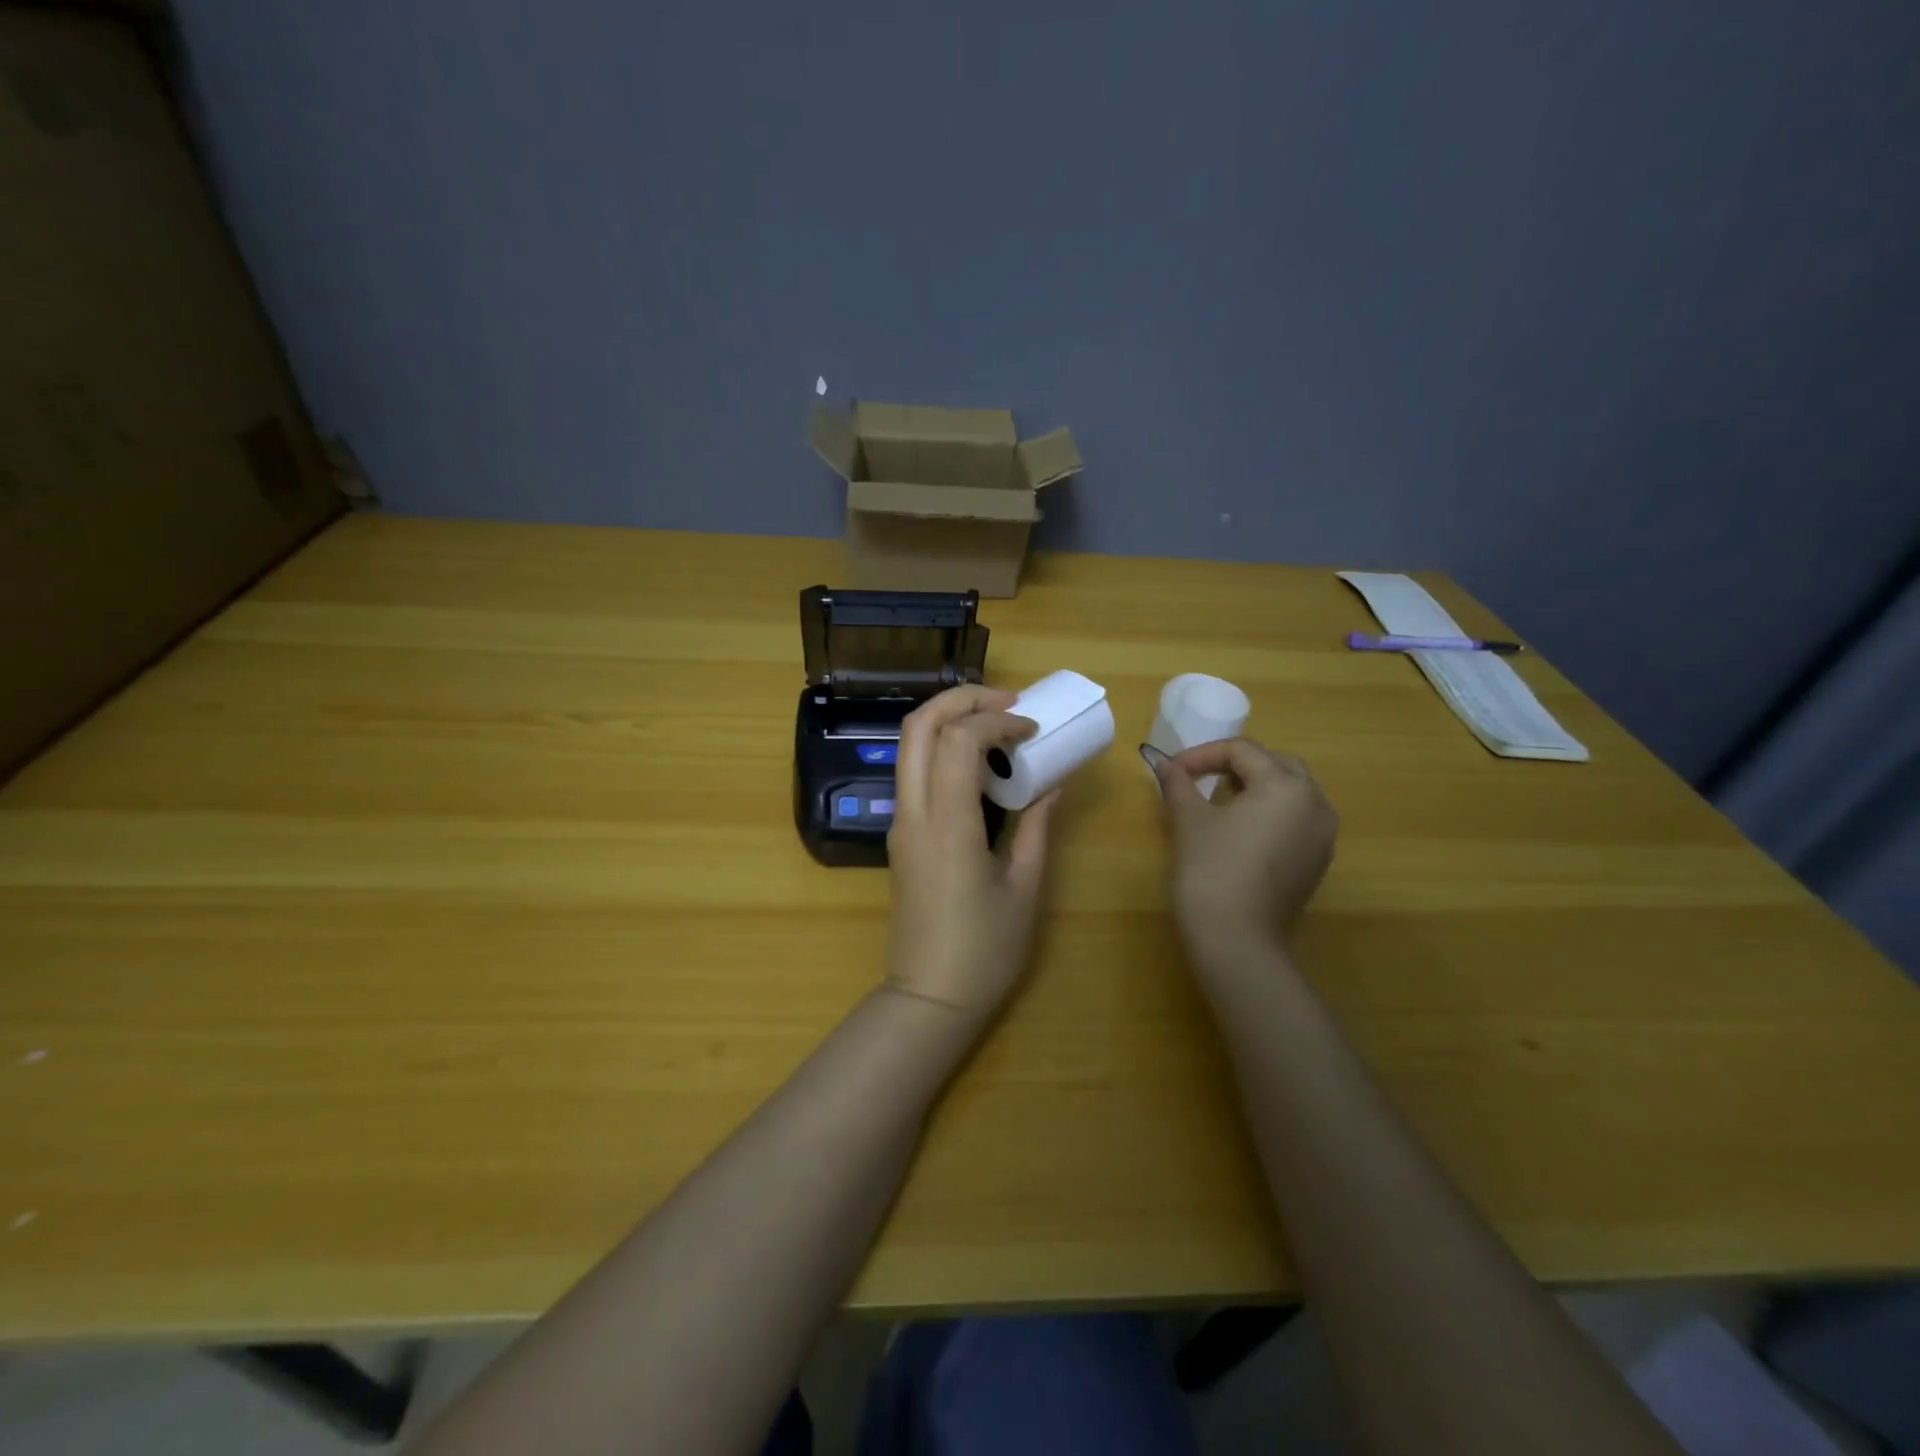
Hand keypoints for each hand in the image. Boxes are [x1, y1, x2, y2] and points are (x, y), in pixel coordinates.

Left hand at [884, 685, 1060, 1024]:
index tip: (1032, 731)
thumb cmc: (984, 951)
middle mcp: (914, 812)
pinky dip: (940, 747)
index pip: (958, 740)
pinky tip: (977, 762)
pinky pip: (913, 771)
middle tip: (1007, 701)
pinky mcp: (900, 835)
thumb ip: (1037, 827)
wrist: (928, 998)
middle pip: (919, 726)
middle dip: (961, 699)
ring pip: (908, 744)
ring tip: (995, 722)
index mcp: (948, 824)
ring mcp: (900, 822)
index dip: (997, 721)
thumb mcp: (1024, 888)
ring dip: (948, 719)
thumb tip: (1053, 785)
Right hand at [1152, 738, 1337, 972]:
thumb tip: (1166, 764)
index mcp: (1285, 786)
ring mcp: (1322, 836)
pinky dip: (1271, 812)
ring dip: (1257, 786)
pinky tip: (1242, 829)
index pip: (1243, 751)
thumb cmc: (1211, 871)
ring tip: (1220, 799)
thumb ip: (1179, 784)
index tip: (1173, 770)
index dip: (1203, 754)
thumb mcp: (1190, 821)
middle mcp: (1315, 804)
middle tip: (1200, 777)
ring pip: (1292, 792)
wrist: (1237, 940)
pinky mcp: (1317, 862)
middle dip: (1237, 764)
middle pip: (1276, 765)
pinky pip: (1297, 820)